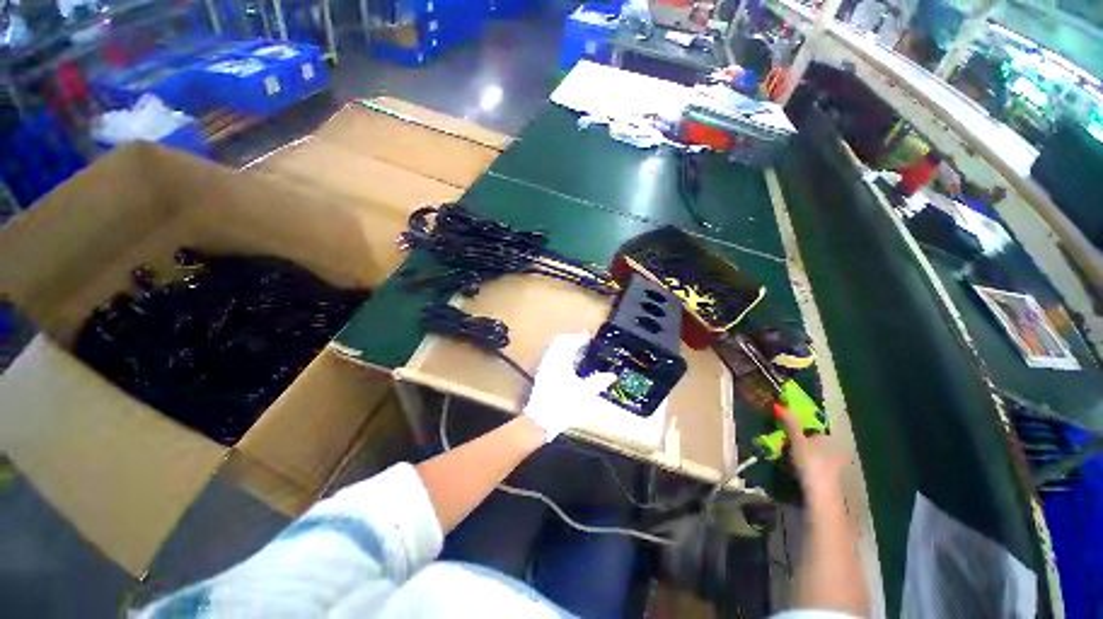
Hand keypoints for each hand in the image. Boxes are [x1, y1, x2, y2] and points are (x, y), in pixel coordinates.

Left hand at [523, 333, 614, 441]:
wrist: (541, 419)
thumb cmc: (564, 405)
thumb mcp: (585, 393)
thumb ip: (599, 382)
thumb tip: (612, 375)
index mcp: (561, 361)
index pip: (570, 342)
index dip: (580, 337)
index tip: (589, 335)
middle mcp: (551, 360)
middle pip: (560, 341)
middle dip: (572, 338)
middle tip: (583, 339)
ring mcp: (544, 366)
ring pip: (554, 348)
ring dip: (565, 345)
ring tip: (576, 348)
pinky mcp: (542, 374)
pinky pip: (551, 355)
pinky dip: (560, 352)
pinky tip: (566, 361)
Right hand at [778, 407, 848, 503]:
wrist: (821, 493)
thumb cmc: (810, 461)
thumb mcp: (796, 439)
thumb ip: (790, 423)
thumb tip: (780, 405)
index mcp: (828, 438)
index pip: (812, 429)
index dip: (799, 429)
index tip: (784, 432)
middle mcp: (834, 449)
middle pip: (812, 442)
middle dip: (799, 443)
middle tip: (783, 445)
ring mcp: (833, 466)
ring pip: (813, 456)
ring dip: (800, 456)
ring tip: (785, 458)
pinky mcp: (829, 479)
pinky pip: (813, 468)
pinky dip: (804, 467)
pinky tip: (794, 470)